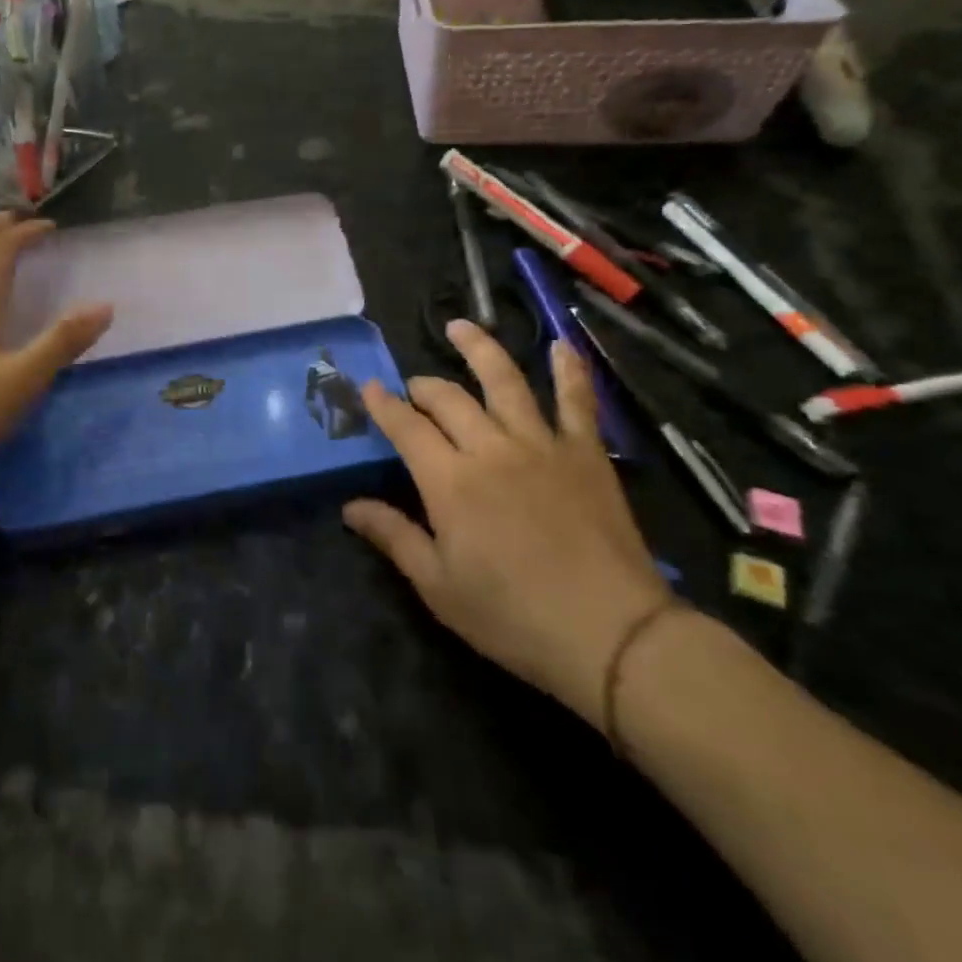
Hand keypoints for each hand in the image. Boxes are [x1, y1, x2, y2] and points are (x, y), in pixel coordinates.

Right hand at [344, 320, 670, 726]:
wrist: (612, 634)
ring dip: (479, 348)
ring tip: (461, 326)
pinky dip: (569, 369)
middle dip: (423, 386)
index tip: (367, 387)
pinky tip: (561, 344)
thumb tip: (349, 505)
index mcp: (449, 480)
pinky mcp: (585, 451)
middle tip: (414, 389)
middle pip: (448, 398)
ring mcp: (541, 443)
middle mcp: (490, 447)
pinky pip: (577, 400)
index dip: (382, 404)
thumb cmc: (513, 616)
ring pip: (504, 380)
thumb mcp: (439, 586)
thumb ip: (394, 536)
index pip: (405, 427)